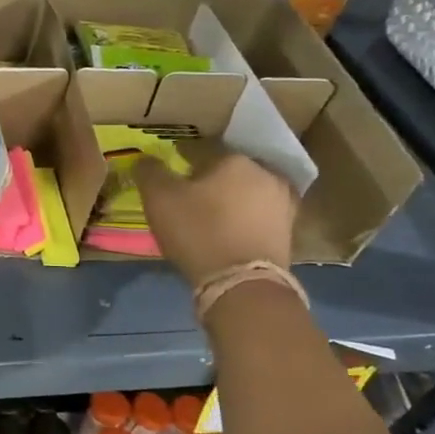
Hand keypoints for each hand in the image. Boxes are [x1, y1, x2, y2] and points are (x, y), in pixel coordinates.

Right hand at [134, 152, 296, 288]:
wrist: (242, 282)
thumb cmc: (198, 231)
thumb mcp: (159, 198)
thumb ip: (150, 172)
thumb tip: (145, 158)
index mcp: (235, 159)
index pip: (201, 151)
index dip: (181, 161)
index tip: (169, 177)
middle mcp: (266, 173)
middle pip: (229, 171)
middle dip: (210, 180)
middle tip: (189, 197)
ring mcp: (283, 202)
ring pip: (247, 193)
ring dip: (230, 200)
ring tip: (209, 217)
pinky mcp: (289, 231)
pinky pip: (259, 216)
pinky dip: (243, 220)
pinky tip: (227, 233)